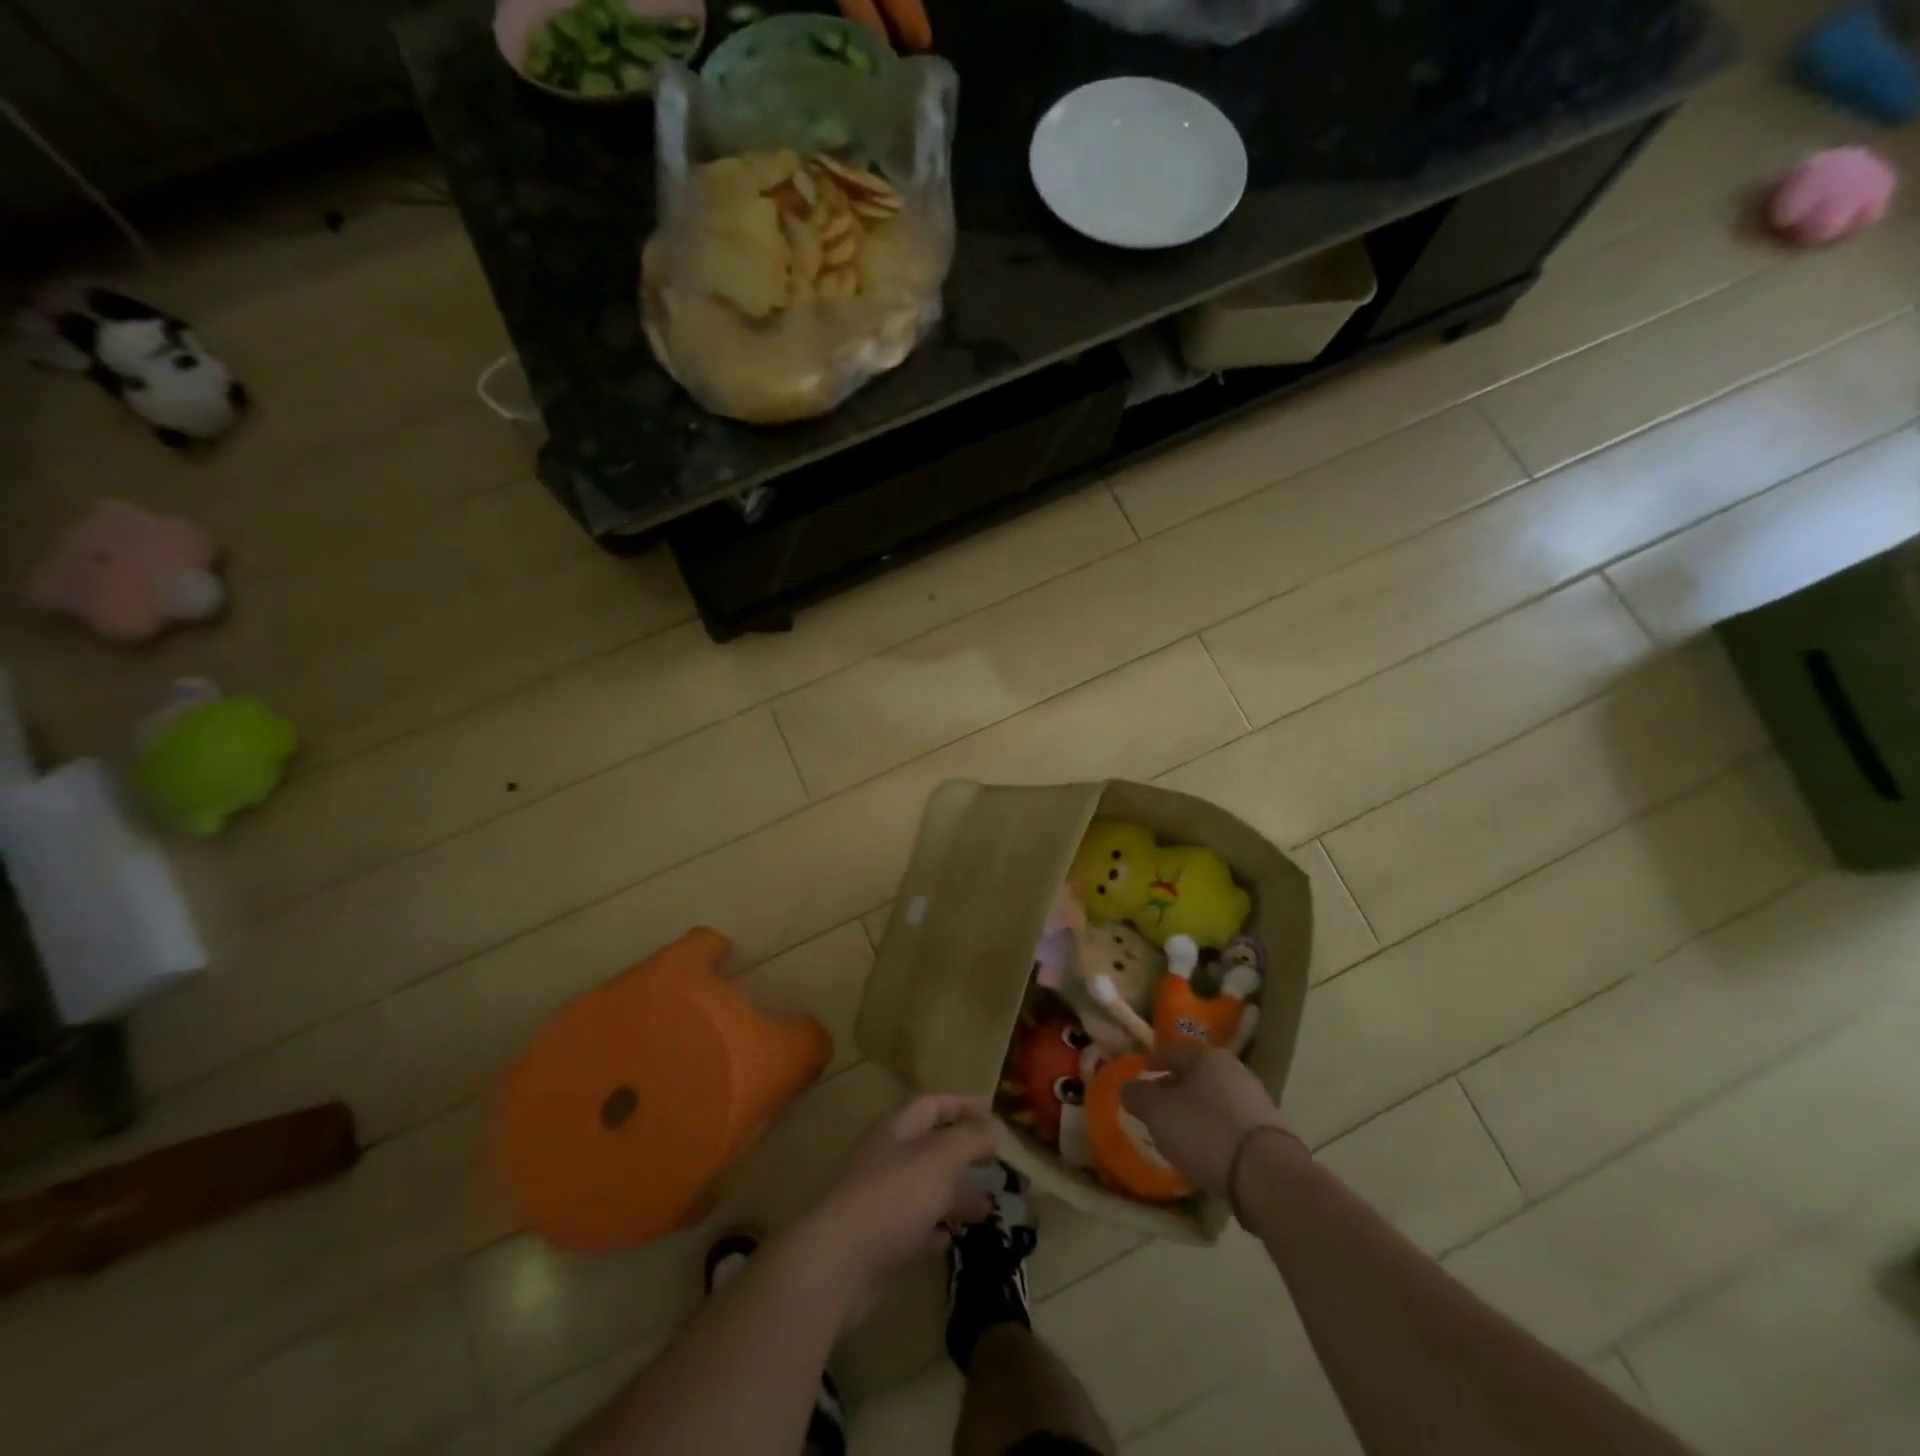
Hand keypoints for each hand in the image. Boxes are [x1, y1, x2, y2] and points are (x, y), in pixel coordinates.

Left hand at [795, 1095, 998, 1327]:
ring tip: (988, 1208)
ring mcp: (881, 1199)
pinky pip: (914, 1226)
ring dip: (956, 1193)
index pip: (932, 1103)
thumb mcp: (940, 1159)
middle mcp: (887, 1158)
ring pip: (925, 1187)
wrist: (839, 1264)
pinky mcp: (879, 1239)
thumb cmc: (894, 1198)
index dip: (962, 1105)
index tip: (994, 1114)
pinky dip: (935, 1228)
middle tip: (996, 1165)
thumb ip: (970, 1138)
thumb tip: (995, 1123)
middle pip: (930, 1146)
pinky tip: (953, 1238)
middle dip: (964, 1153)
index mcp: (897, 1129)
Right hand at [1120, 1043, 1301, 1198]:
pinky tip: (1208, 1148)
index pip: (1172, 1050)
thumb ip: (1137, 1096)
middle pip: (1196, 1073)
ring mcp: (1256, 1099)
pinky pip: (1232, 1121)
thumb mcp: (1157, 1113)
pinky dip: (1216, 1128)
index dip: (1154, 1060)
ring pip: (1215, 1097)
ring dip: (1197, 1108)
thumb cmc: (1205, 1132)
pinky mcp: (1269, 1130)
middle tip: (1158, 1104)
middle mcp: (1234, 1069)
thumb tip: (1129, 1088)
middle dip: (1176, 1086)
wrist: (1267, 1175)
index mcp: (1206, 1056)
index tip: (1142, 1072)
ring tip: (1181, 1130)